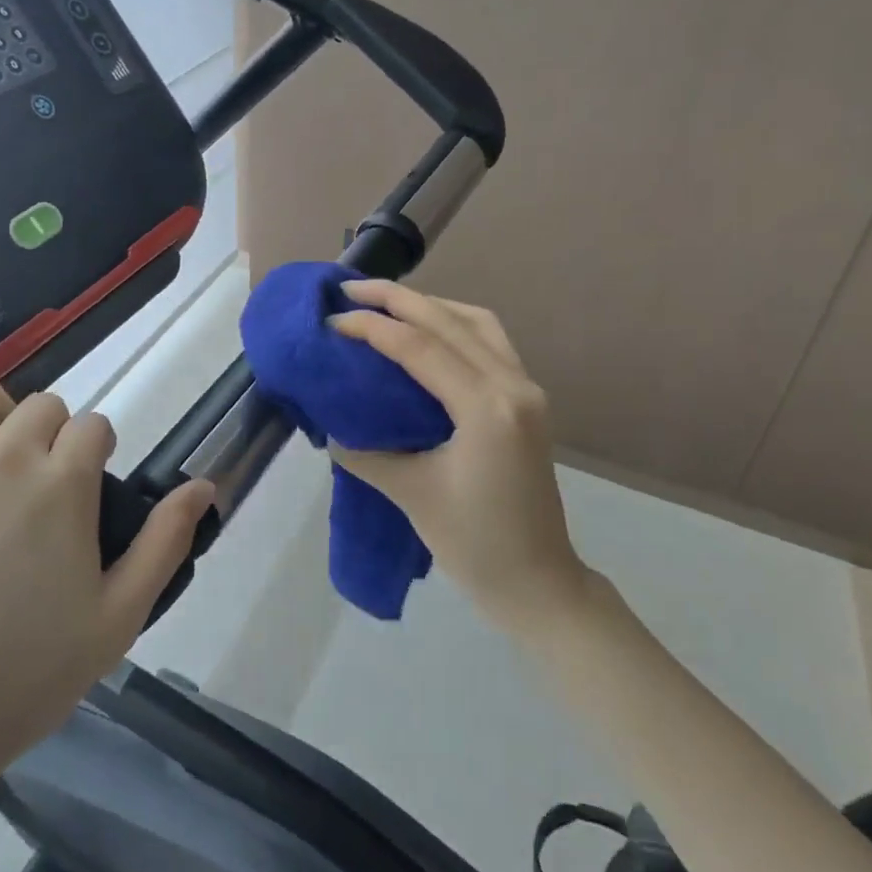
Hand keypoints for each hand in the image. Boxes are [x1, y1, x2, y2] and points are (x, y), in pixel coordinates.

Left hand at [0, 349, 214, 807]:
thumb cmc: (15, 685)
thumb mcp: (114, 623)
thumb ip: (164, 544)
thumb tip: (204, 485)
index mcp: (61, 486)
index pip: (93, 428)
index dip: (94, 452)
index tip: (84, 485)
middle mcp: (0, 458)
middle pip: (41, 407)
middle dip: (50, 435)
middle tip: (36, 485)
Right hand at [329, 281, 589, 631]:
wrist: (539, 583)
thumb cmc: (475, 544)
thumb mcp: (411, 494)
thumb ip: (366, 452)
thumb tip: (333, 428)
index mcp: (486, 408)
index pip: (420, 347)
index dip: (372, 327)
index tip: (332, 320)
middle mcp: (513, 384)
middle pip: (449, 321)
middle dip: (398, 298)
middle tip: (350, 288)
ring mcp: (526, 388)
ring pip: (476, 322)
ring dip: (430, 305)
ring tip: (387, 303)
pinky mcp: (527, 399)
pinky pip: (490, 341)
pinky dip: (455, 324)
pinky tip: (429, 331)